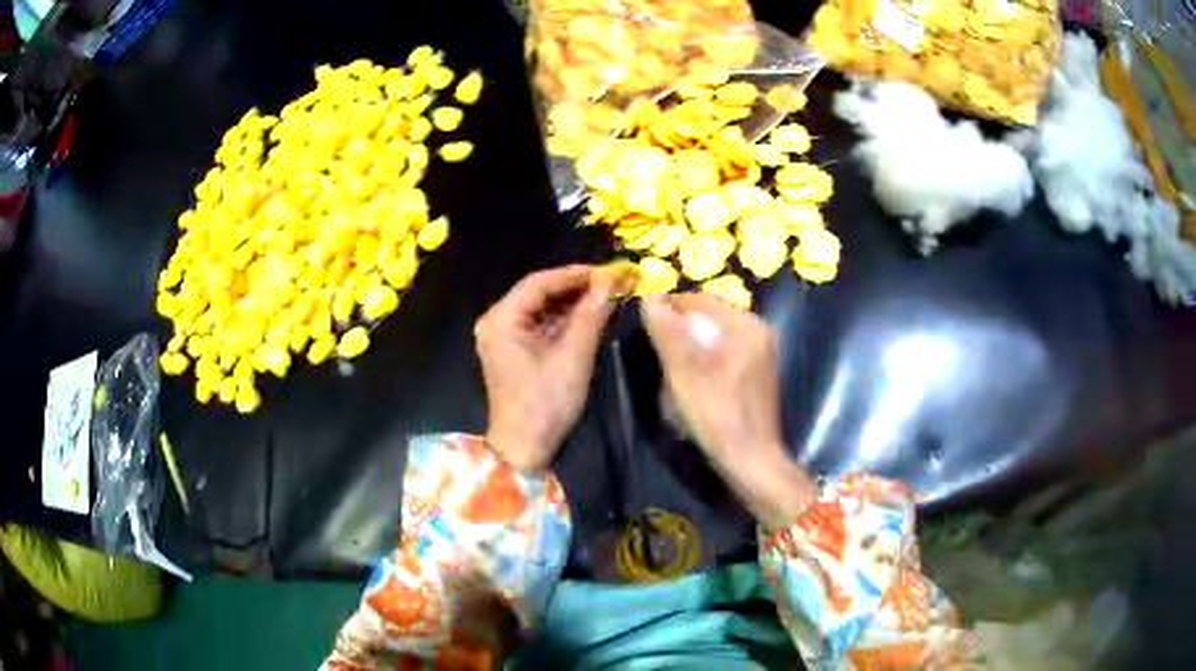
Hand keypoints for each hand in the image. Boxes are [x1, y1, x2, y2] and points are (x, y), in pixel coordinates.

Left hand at [475, 265, 615, 473]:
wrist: (525, 449)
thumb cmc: (546, 403)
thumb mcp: (573, 355)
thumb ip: (591, 313)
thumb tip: (612, 280)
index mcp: (501, 319)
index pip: (540, 282)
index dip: (576, 274)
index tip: (609, 270)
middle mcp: (497, 322)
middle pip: (540, 293)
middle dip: (577, 288)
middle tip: (613, 282)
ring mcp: (504, 338)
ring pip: (543, 309)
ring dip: (574, 304)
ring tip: (609, 295)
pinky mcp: (515, 352)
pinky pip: (542, 326)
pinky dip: (566, 321)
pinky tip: (592, 315)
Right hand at [642, 294, 815, 527]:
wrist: (751, 461)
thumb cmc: (719, 414)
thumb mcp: (686, 372)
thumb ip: (668, 332)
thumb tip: (650, 297)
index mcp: (748, 326)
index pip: (701, 301)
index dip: (669, 307)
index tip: (643, 323)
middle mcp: (759, 333)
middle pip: (709, 319)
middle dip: (680, 331)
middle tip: (655, 350)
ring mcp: (760, 355)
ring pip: (714, 338)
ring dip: (690, 349)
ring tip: (669, 370)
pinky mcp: (756, 376)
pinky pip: (724, 355)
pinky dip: (704, 362)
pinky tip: (690, 384)